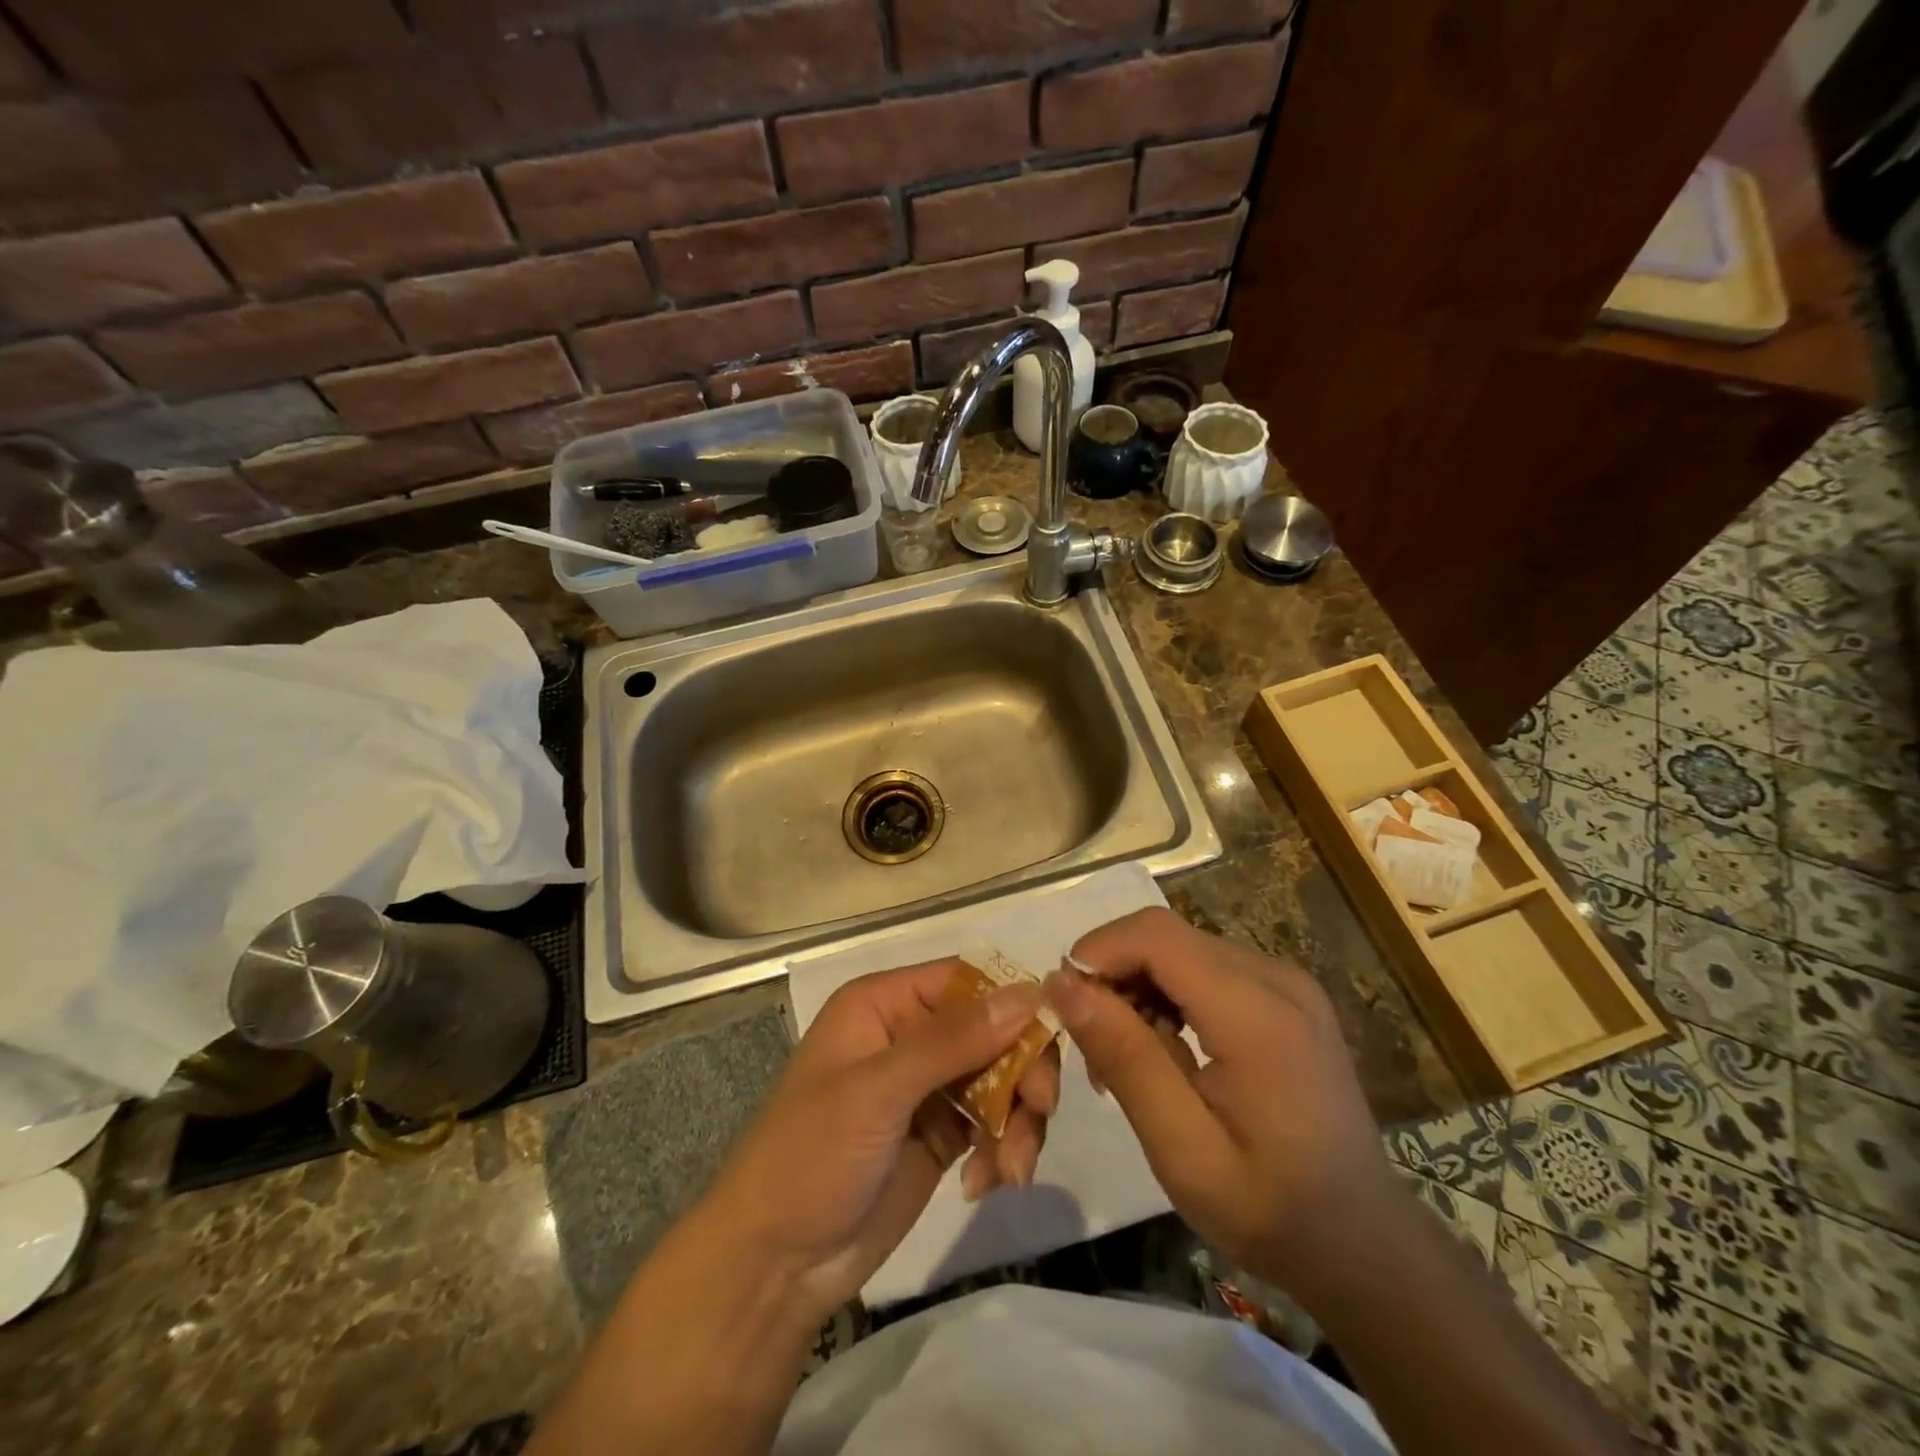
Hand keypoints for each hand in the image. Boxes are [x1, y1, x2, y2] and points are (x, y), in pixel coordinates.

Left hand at [701, 959, 1060, 1324]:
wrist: (775, 1264)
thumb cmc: (812, 1155)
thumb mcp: (879, 1091)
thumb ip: (953, 1041)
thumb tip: (1027, 992)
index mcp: (885, 1003)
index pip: (965, 981)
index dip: (1010, 1002)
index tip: (1048, 1038)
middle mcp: (910, 1034)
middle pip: (992, 1030)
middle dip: (1022, 1070)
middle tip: (1040, 1110)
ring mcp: (928, 1086)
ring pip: (1001, 1078)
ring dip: (1018, 1120)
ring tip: (1012, 1169)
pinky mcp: (942, 1133)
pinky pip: (994, 1123)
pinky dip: (1003, 1149)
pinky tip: (985, 1184)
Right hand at [1043, 908, 1395, 1288]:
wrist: (1364, 1244)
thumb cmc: (1270, 1209)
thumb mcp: (1183, 1149)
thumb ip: (1125, 1057)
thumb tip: (1063, 984)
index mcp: (1256, 1013)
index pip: (1156, 935)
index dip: (1098, 951)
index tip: (1062, 1003)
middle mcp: (1276, 978)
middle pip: (1166, 937)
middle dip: (1113, 974)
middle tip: (1092, 1045)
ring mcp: (1286, 983)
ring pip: (1181, 948)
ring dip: (1138, 985)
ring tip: (1124, 1056)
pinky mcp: (1285, 996)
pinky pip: (1206, 968)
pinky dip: (1168, 993)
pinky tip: (1163, 1047)